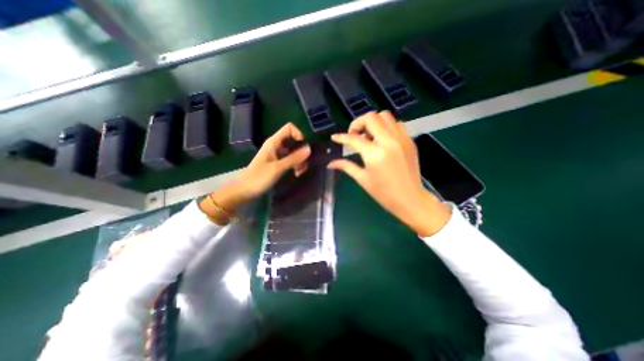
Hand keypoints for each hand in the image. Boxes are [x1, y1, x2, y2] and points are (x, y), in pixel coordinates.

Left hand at [200, 122, 311, 221]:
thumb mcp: (278, 168)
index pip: (289, 128)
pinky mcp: (278, 163)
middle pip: (294, 140)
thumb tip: (309, 148)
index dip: (299, 134)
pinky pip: (291, 160)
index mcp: (274, 142)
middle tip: (304, 163)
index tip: (305, 147)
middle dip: (301, 151)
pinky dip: (296, 165)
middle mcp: (276, 146)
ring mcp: (278, 155)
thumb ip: (294, 158)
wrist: (244, 190)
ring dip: (300, 160)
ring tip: (299, 172)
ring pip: (294, 151)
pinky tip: (296, 174)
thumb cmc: (258, 177)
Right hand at [329, 113, 448, 237]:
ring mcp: (401, 139)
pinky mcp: (409, 140)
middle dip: (358, 123)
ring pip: (385, 116)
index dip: (341, 137)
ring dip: (373, 122)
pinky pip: (396, 124)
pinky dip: (386, 127)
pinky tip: (382, 139)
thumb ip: (346, 166)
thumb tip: (330, 163)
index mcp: (374, 154)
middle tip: (354, 136)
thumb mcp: (362, 179)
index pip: (353, 138)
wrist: (410, 199)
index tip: (334, 137)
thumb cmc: (383, 193)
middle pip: (370, 117)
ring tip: (369, 136)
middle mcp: (388, 141)